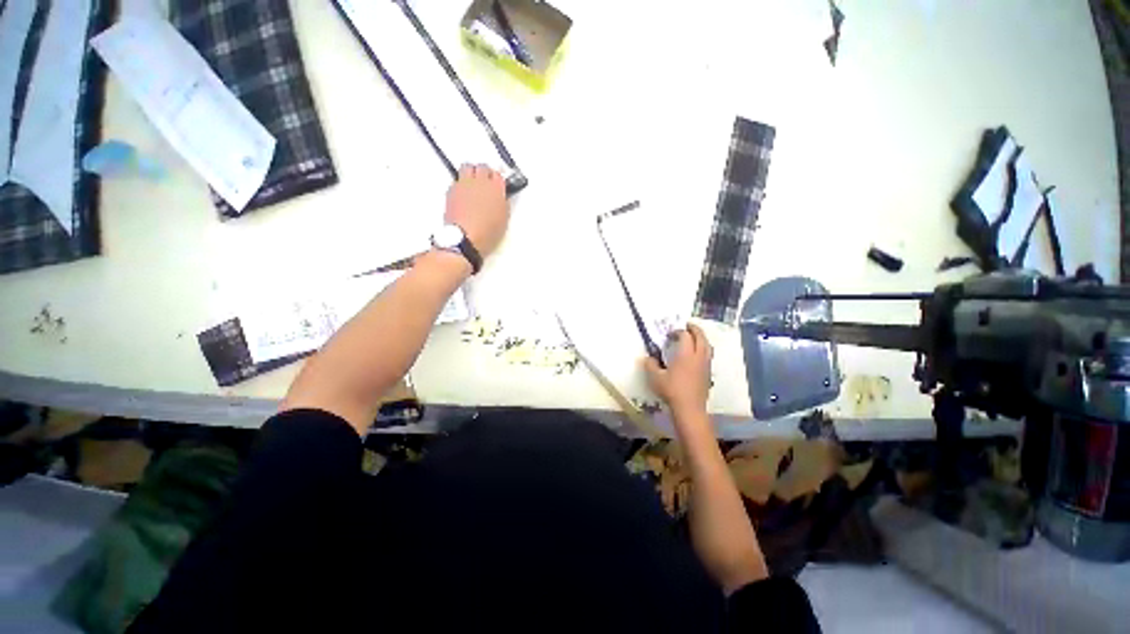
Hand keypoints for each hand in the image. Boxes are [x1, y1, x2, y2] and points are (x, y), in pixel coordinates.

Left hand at [445, 164, 509, 257]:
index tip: (497, 183)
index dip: (497, 179)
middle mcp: (480, 182)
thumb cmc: (486, 232)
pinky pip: (457, 179)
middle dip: (484, 172)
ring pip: (467, 167)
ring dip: (471, 172)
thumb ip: (503, 204)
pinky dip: (461, 183)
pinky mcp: (451, 190)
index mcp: (496, 189)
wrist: (466, 238)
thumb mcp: (503, 219)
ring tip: (473, 182)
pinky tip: (464, 193)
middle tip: (486, 181)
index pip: (498, 174)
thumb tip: (501, 199)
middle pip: (482, 167)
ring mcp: (464, 184)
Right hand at [644, 323, 712, 416]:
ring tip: (694, 337)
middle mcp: (698, 356)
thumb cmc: (672, 390)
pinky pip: (708, 355)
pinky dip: (703, 348)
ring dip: (701, 338)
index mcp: (685, 354)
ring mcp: (705, 365)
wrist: (690, 408)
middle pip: (701, 336)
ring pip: (707, 345)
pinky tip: (696, 354)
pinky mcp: (708, 373)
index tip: (670, 334)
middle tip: (687, 326)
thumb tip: (648, 358)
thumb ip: (650, 365)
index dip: (677, 331)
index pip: (685, 335)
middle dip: (694, 329)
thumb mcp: (655, 378)